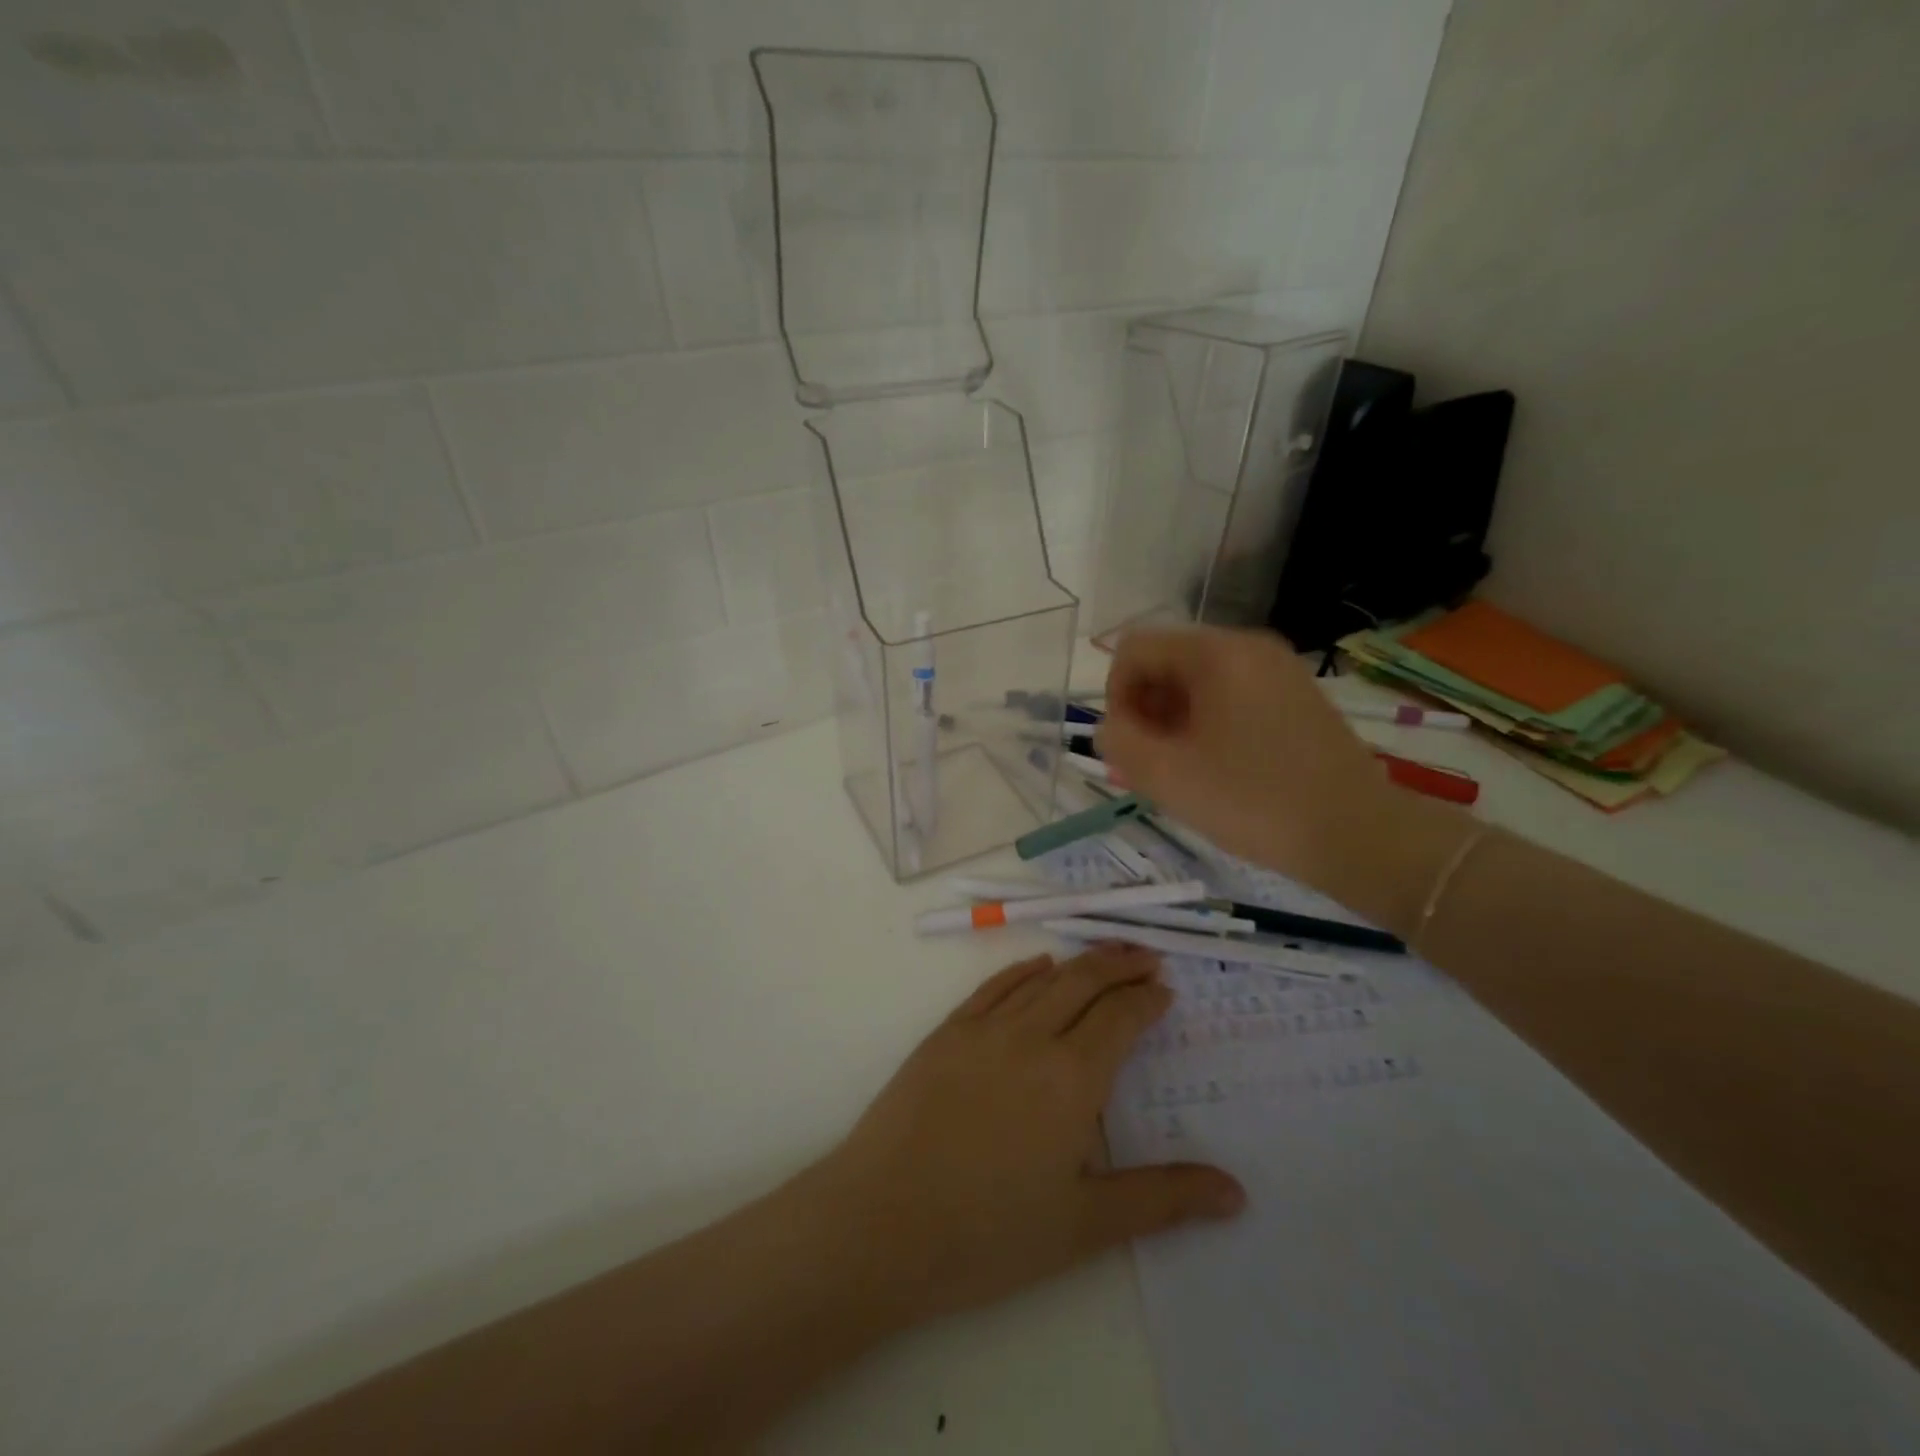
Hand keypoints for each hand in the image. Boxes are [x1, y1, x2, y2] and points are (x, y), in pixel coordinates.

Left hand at [805, 945, 1243, 1329]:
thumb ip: (1163, 1199)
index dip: (1147, 999)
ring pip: (1042, 979)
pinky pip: (993, 986)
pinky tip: (1038, 967)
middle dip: (1121, 964)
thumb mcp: (1086, 1225)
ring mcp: (982, 1029)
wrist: (882, 1221)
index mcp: (1072, 1077)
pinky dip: (1023, 970)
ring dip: (1079, 962)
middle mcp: (1031, 1036)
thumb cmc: (990, 1232)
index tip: (1165, 991)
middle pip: (1084, 983)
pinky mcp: (945, 1033)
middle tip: (1147, 957)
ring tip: (1105, 955)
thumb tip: (1237, 1192)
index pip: (1120, 1018)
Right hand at [1097, 627, 1391, 878]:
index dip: (1116, 697)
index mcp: (1216, 653)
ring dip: (1173, 721)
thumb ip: (1117, 741)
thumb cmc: (1254, 801)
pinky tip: (1217, 768)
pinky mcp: (1296, 697)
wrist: (1358, 835)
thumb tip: (1111, 727)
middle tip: (1152, 766)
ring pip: (1197, 681)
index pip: (1134, 649)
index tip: (1129, 747)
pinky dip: (1207, 724)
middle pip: (1166, 661)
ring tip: (1182, 772)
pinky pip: (1231, 695)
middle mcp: (1248, 647)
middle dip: (1145, 710)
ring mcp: (1278, 669)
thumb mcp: (1167, 776)